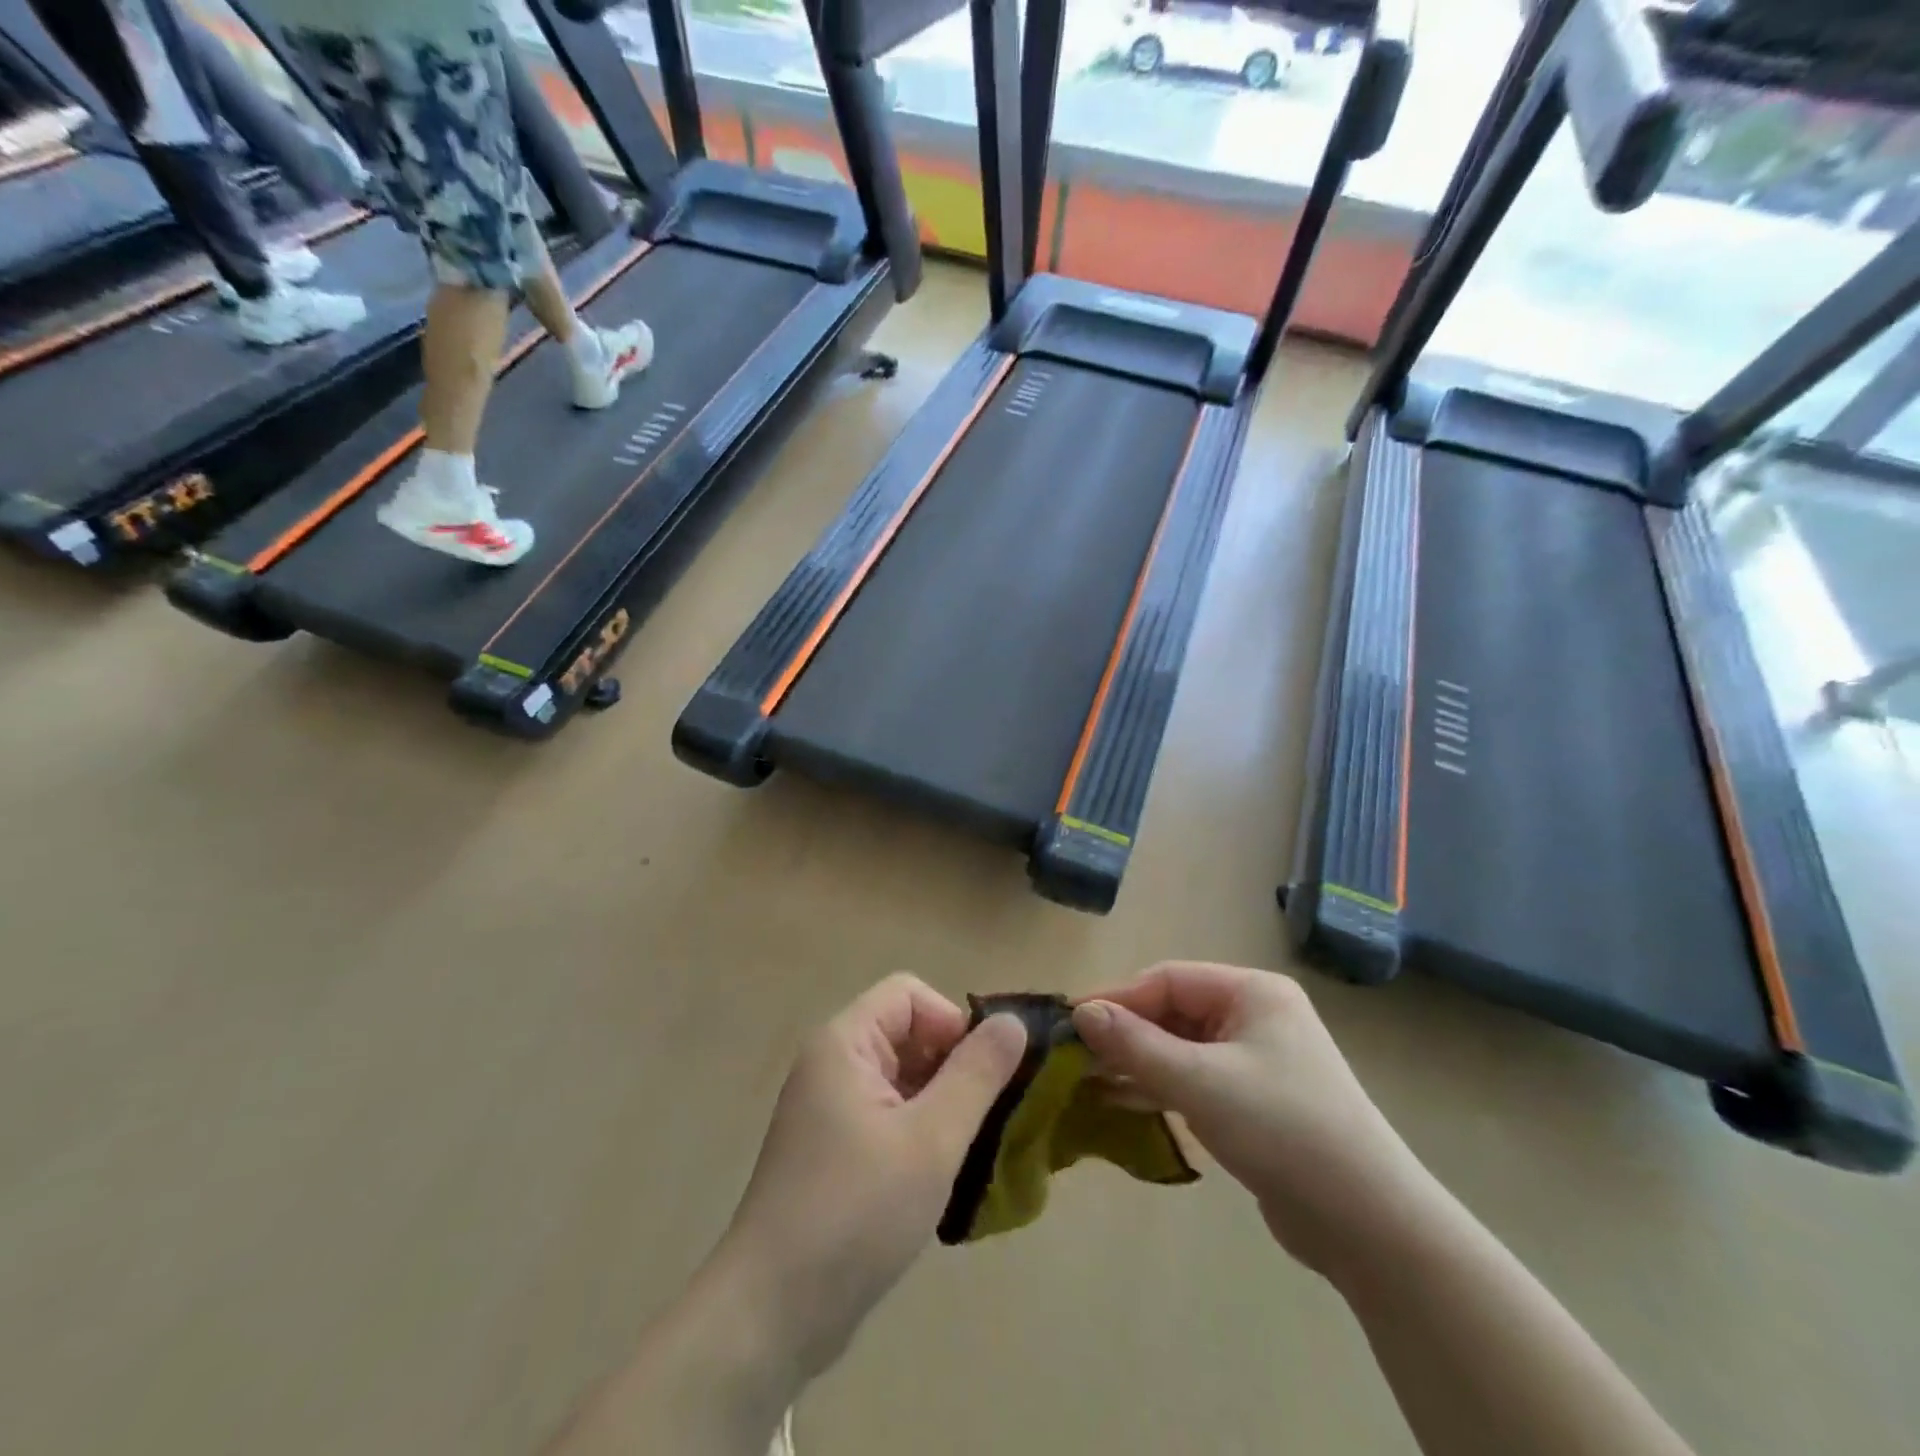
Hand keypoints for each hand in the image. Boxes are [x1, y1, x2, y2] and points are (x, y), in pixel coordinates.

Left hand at [715, 975, 1027, 1382]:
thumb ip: (976, 1074)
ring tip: (968, 1151)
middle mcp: (831, 1064)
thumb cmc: (855, 1214)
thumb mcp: (930, 1140)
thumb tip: (1014, 1022)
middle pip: (905, 1033)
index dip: (952, 1022)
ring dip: (940, 1103)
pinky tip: (939, 1177)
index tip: (982, 1076)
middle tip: (984, 1119)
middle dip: (951, 1066)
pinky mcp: (832, 1150)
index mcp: (844, 1044)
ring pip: (900, 1078)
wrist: (771, 1316)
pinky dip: (919, 1132)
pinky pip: (887, 1115)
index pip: (909, 994)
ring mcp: (828, 1109)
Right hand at [1073, 962, 1432, 1272]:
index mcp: (1252, 992)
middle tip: (1077, 1056)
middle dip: (1127, 1032)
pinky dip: (1161, 1086)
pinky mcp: (1256, 1101)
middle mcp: (1256, 1015)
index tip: (1073, 1022)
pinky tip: (1122, 1102)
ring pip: (1182, 1047)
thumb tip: (1081, 1012)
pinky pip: (1196, 1079)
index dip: (1118, 998)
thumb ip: (1136, 1045)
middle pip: (1174, 1011)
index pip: (1168, 979)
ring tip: (1090, 1080)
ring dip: (1139, 1062)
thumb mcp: (1200, 1082)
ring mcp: (1258, 1059)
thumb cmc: (1283, 1129)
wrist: (1369, 1224)